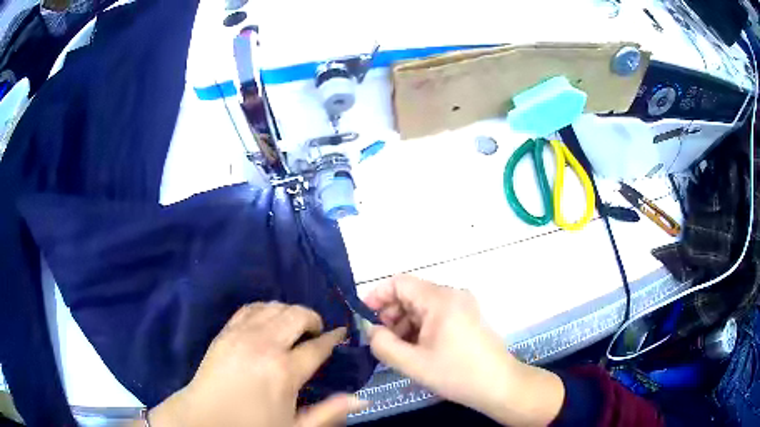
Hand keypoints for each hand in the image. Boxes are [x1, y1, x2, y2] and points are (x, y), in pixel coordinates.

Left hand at [145, 302, 366, 426]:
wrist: (206, 417)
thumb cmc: (253, 425)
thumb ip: (329, 412)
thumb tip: (361, 398)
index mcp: (284, 371)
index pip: (317, 346)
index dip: (333, 338)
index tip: (341, 334)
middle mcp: (264, 345)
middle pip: (297, 315)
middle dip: (313, 319)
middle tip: (316, 333)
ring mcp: (242, 334)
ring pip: (274, 307)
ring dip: (290, 313)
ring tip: (293, 328)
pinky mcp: (225, 331)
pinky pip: (250, 307)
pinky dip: (266, 309)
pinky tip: (268, 321)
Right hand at [363, 275, 563, 425]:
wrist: (500, 385)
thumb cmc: (457, 374)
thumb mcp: (413, 363)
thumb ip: (383, 345)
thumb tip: (370, 330)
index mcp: (440, 299)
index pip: (399, 282)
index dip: (377, 296)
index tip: (363, 317)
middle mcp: (452, 295)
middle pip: (411, 294)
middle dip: (390, 314)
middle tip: (379, 340)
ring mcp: (462, 306)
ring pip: (422, 307)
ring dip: (404, 324)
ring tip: (397, 349)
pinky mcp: (467, 318)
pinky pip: (435, 316)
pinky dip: (420, 328)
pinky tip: (415, 349)